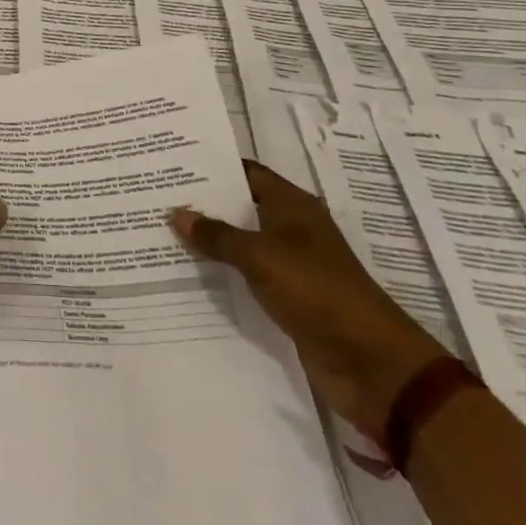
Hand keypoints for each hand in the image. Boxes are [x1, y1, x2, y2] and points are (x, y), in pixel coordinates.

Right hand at [171, 160, 446, 444]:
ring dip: (209, 240)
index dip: (213, 166)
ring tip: (161, 230)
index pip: (247, 173)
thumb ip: (217, 235)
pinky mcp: (287, 299)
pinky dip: (221, 272)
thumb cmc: (317, 292)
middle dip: (203, 203)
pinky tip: (186, 272)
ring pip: (241, 243)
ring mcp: (290, 266)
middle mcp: (291, 230)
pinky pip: (246, 277)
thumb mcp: (261, 257)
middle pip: (241, 207)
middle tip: (156, 195)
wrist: (369, 363)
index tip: (172, 161)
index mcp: (293, 206)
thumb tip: (176, 213)